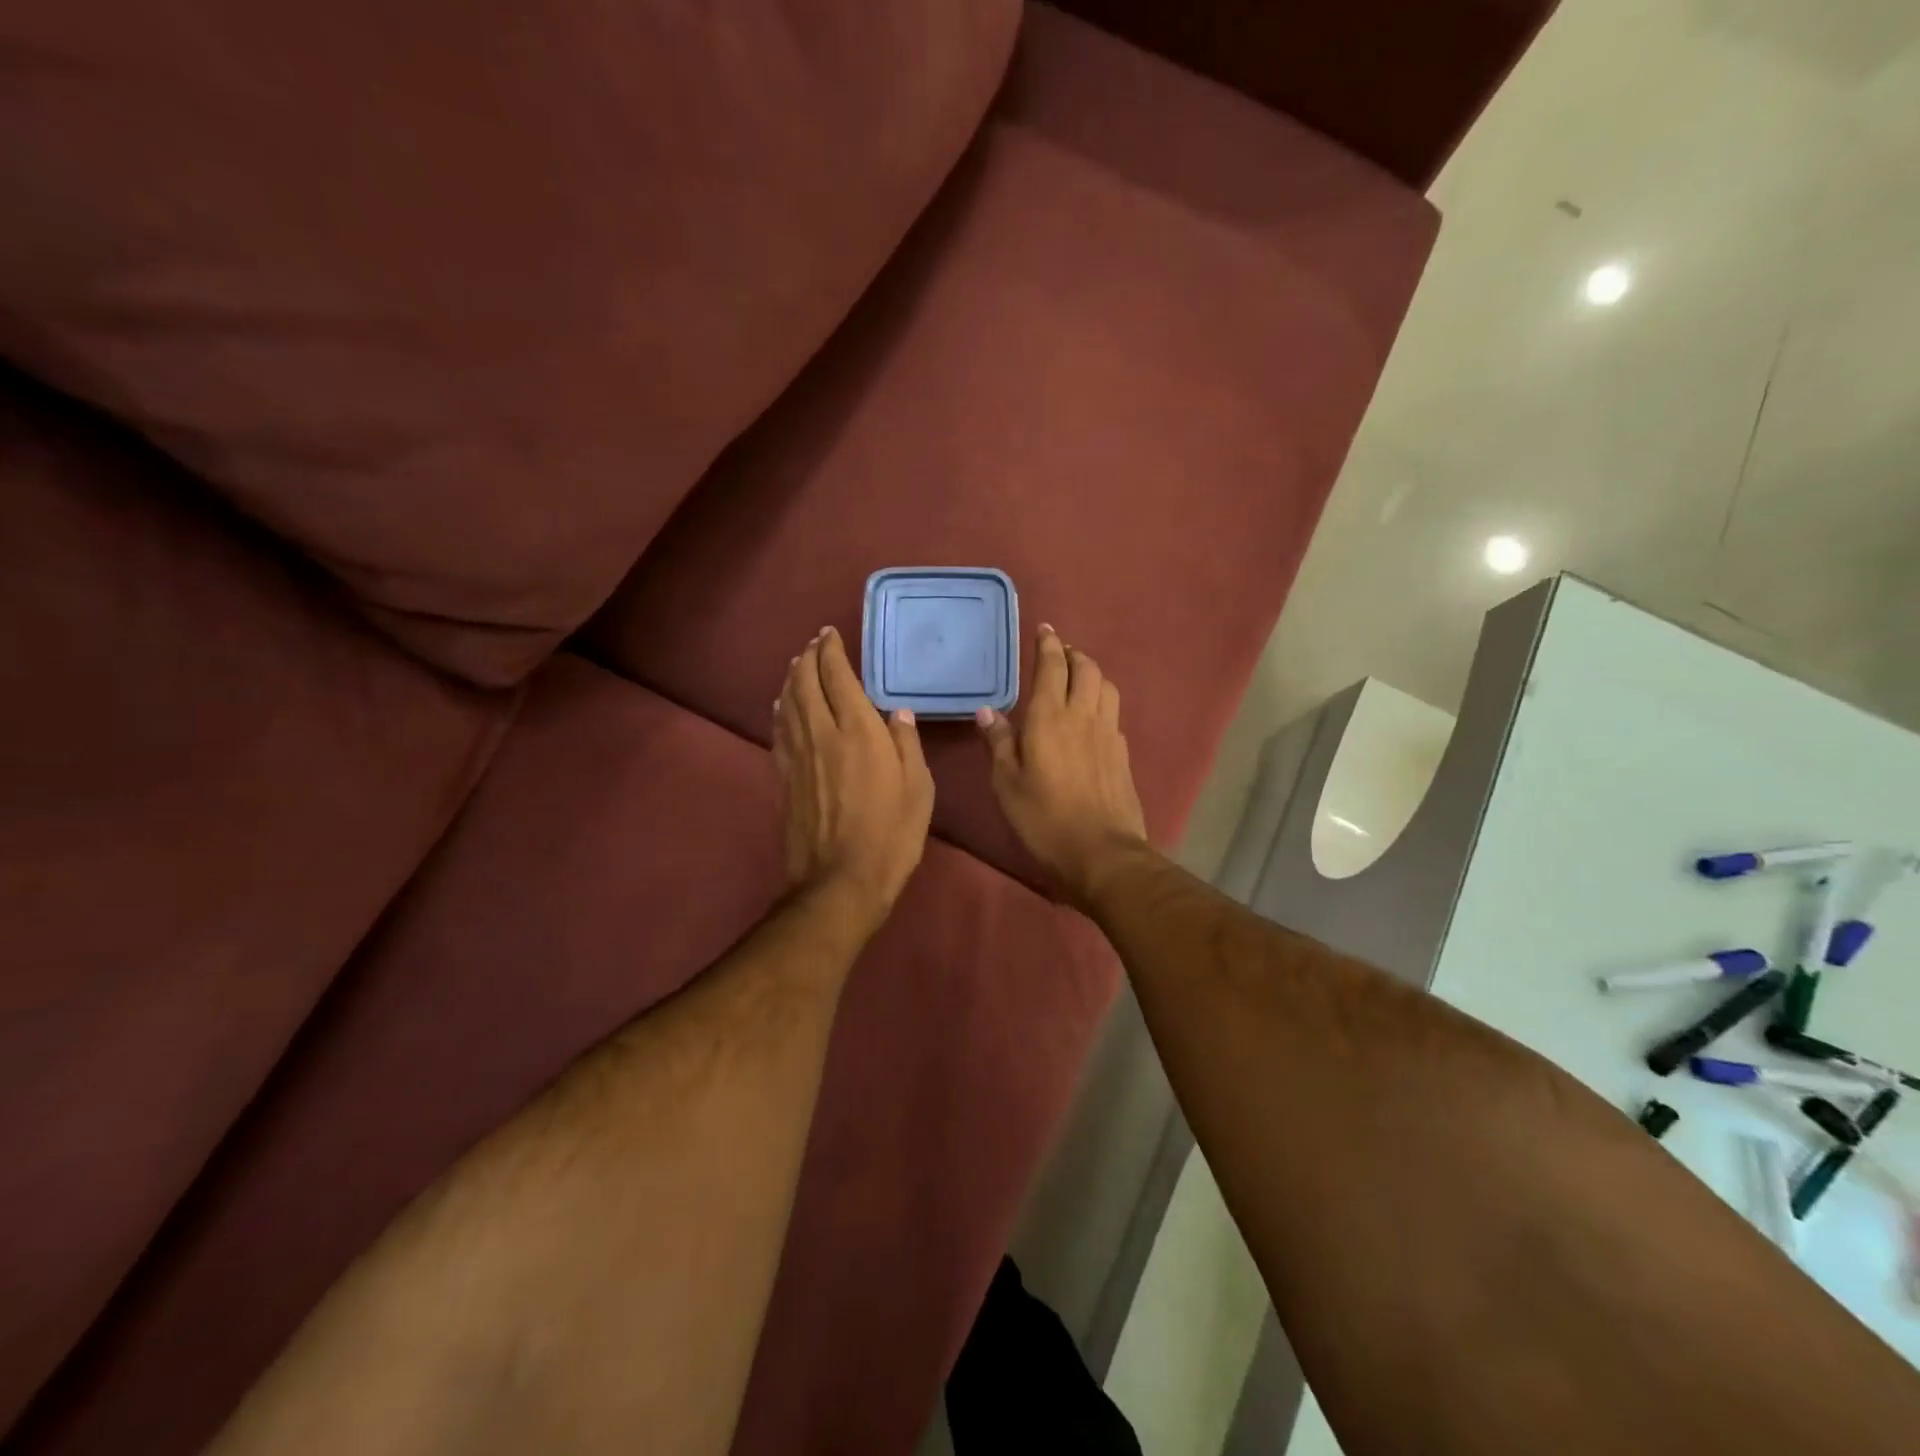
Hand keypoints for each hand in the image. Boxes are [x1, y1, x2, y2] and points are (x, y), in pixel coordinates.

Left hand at [775, 626, 934, 933]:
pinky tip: (781, 705)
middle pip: (806, 684)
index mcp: (859, 732)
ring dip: (791, 680)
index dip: (831, 652)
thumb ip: (907, 745)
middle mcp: (823, 734)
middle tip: (813, 644)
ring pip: (788, 705)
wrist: (841, 881)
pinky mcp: (785, 778)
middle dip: (808, 658)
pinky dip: (780, 711)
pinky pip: (779, 732)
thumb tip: (897, 713)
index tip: (830, 635)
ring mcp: (799, 756)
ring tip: (796, 665)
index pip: (838, 678)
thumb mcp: (918, 790)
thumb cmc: (890, 835)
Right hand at [977, 626, 1148, 907]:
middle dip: (1073, 653)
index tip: (1045, 629)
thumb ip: (998, 743)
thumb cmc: (1044, 819)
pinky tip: (1093, 716)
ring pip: (1106, 686)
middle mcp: (1083, 716)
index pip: (1052, 666)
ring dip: (1092, 673)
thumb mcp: (1007, 784)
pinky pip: (1113, 713)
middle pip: (1086, 669)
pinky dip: (1102, 701)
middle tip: (1059, 651)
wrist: (1102, 852)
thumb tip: (988, 711)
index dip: (1048, 644)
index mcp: (1049, 718)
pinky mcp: (1123, 753)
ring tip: (1078, 676)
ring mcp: (1108, 733)